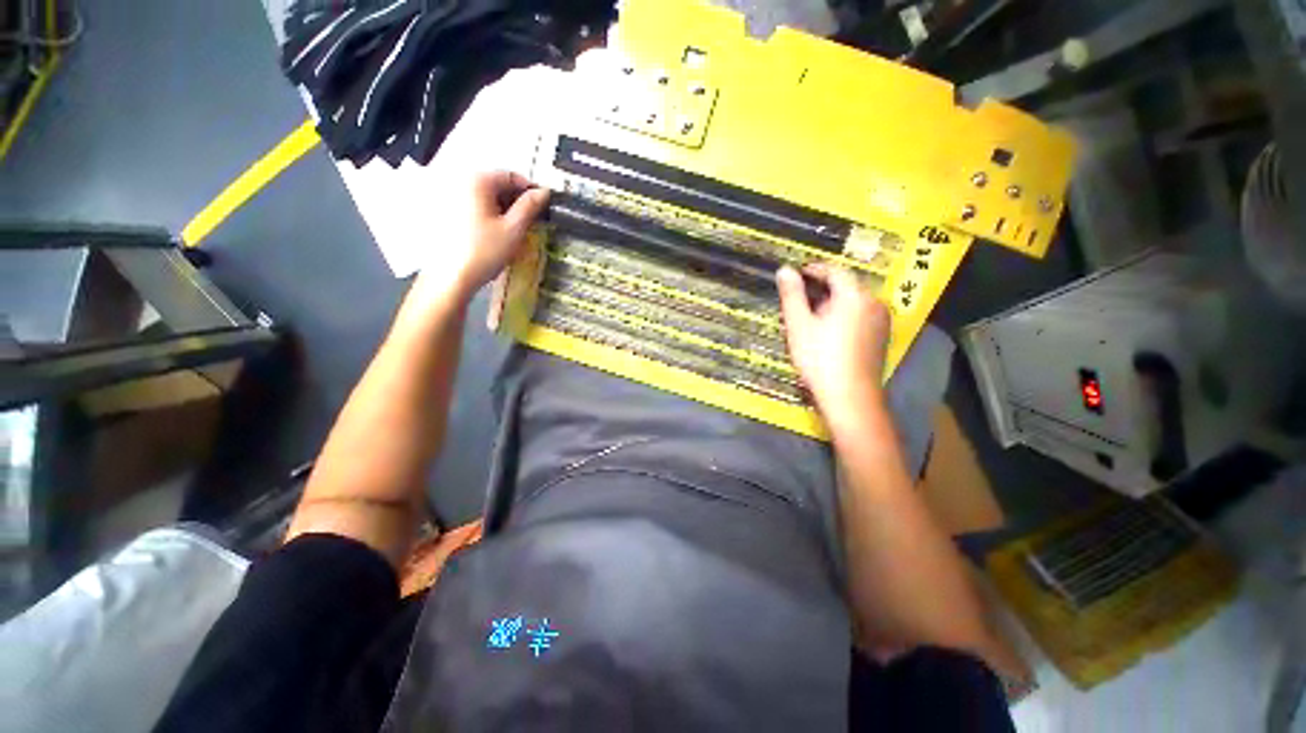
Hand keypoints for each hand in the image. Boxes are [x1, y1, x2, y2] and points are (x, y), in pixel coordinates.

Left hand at [411, 171, 549, 309]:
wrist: (453, 276)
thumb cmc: (485, 251)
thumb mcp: (514, 229)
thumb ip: (530, 206)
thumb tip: (544, 192)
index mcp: (478, 181)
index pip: (512, 176)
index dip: (531, 191)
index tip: (544, 208)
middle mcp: (462, 181)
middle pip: (498, 184)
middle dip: (517, 201)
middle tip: (532, 221)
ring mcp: (452, 195)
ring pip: (488, 196)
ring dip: (505, 209)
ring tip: (516, 230)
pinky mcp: (448, 211)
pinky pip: (476, 205)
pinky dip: (491, 214)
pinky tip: (498, 233)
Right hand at [776, 264, 891, 425]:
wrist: (849, 397)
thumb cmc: (820, 359)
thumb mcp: (799, 325)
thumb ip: (792, 295)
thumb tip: (785, 270)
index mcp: (855, 295)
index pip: (834, 270)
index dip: (813, 269)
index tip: (796, 274)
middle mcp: (874, 303)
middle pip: (846, 286)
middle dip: (822, 289)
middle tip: (799, 300)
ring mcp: (881, 321)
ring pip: (853, 302)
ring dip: (832, 303)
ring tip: (811, 318)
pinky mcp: (881, 337)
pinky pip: (861, 316)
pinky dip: (843, 316)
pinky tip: (829, 333)